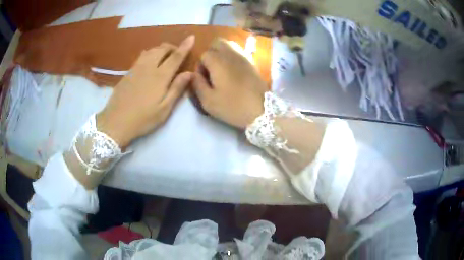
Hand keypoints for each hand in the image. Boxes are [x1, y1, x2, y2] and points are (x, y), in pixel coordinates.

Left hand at [96, 35, 194, 148]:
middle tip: (177, 54)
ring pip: (151, 50)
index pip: (175, 56)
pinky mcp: (128, 73)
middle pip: (162, 49)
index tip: (191, 37)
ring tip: (165, 57)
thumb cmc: (143, 119)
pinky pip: (142, 56)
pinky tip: (150, 62)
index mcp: (160, 77)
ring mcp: (136, 68)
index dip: (184, 46)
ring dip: (160, 49)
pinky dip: (150, 54)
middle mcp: (148, 67)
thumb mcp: (164, 109)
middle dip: (172, 47)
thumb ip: (177, 89)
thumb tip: (190, 73)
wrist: (115, 122)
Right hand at [191, 38, 267, 128]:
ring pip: (229, 44)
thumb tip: (194, 74)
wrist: (261, 110)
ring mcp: (244, 56)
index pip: (203, 55)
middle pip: (216, 43)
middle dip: (210, 53)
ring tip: (222, 70)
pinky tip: (233, 71)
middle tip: (212, 70)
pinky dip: (232, 56)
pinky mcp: (252, 61)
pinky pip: (239, 51)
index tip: (204, 81)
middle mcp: (230, 53)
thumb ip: (197, 85)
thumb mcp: (208, 101)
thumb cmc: (232, 106)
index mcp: (217, 61)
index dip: (200, 67)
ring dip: (222, 53)